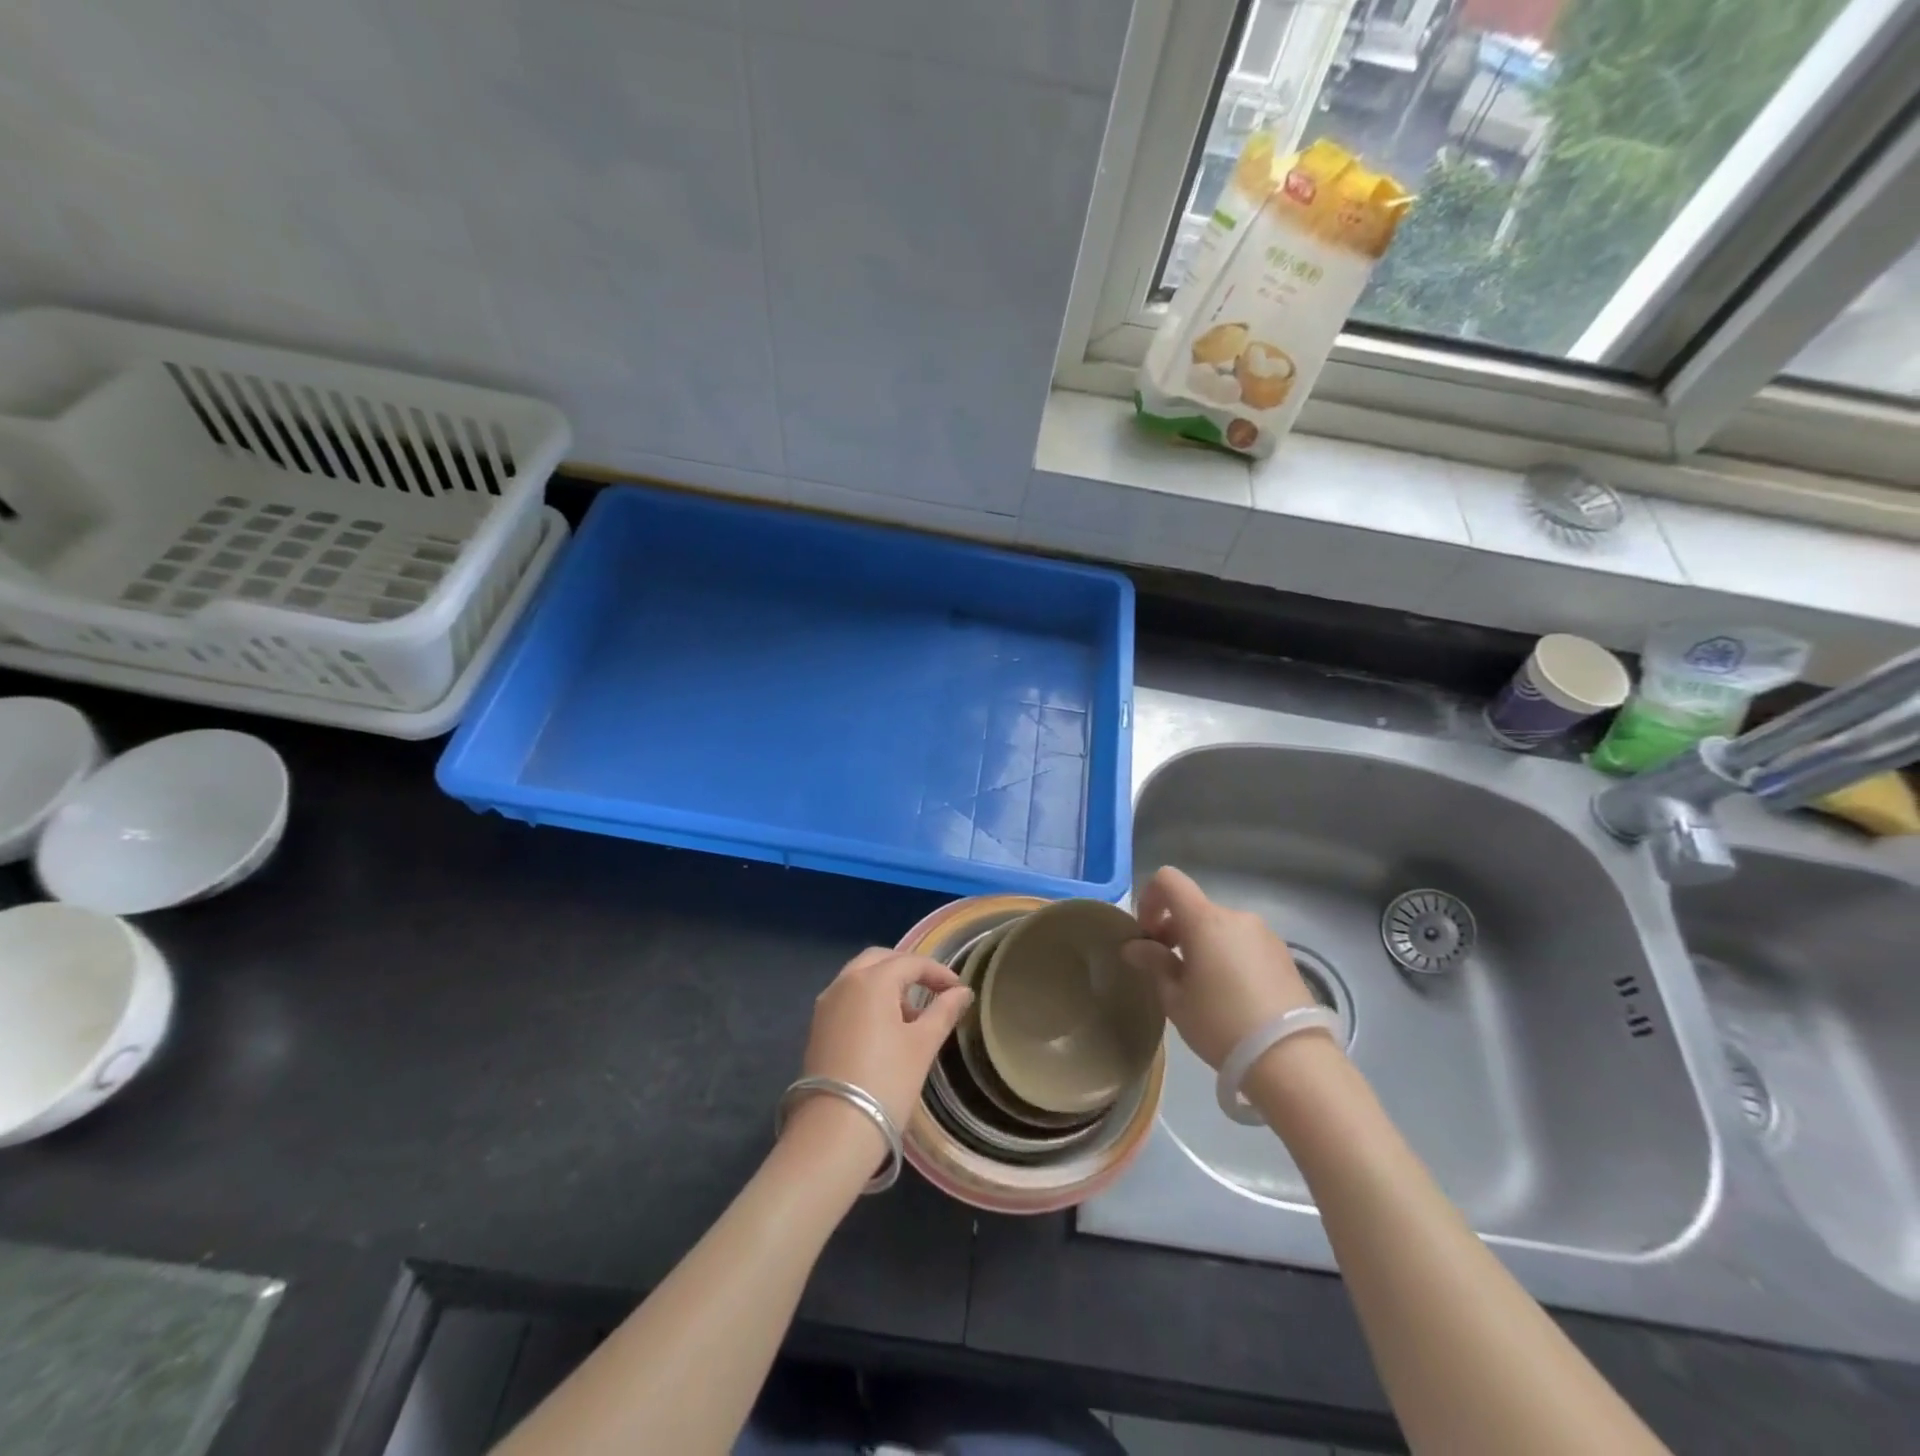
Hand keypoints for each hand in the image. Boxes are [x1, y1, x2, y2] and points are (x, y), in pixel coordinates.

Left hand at [797, 947, 972, 1138]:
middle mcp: (844, 983)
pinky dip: (869, 1000)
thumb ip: (944, 1012)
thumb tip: (962, 992)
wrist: (834, 1131)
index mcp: (871, 980)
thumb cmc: (886, 1081)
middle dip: (908, 969)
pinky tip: (886, 1028)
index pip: (911, 963)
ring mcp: (826, 1005)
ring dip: (887, 984)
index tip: (959, 990)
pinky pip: (847, 998)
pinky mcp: (817, 1027)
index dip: (938, 973)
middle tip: (933, 989)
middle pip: (880, 960)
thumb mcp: (923, 1045)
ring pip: (860, 977)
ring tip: (913, 1014)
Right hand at [1122, 866, 1318, 1068]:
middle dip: (1174, 929)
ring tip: (1202, 987)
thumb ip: (1154, 964)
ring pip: (1220, 927)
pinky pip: (1243, 943)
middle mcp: (1237, 916)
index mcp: (1205, 920)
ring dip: (1202, 944)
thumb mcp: (1176, 999)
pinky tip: (1231, 995)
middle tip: (1168, 968)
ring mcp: (1265, 934)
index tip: (1147, 935)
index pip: (1169, 880)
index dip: (1149, 898)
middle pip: (1194, 907)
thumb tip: (1135, 947)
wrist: (1292, 1060)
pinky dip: (1227, 955)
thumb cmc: (1221, 1024)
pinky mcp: (1284, 955)